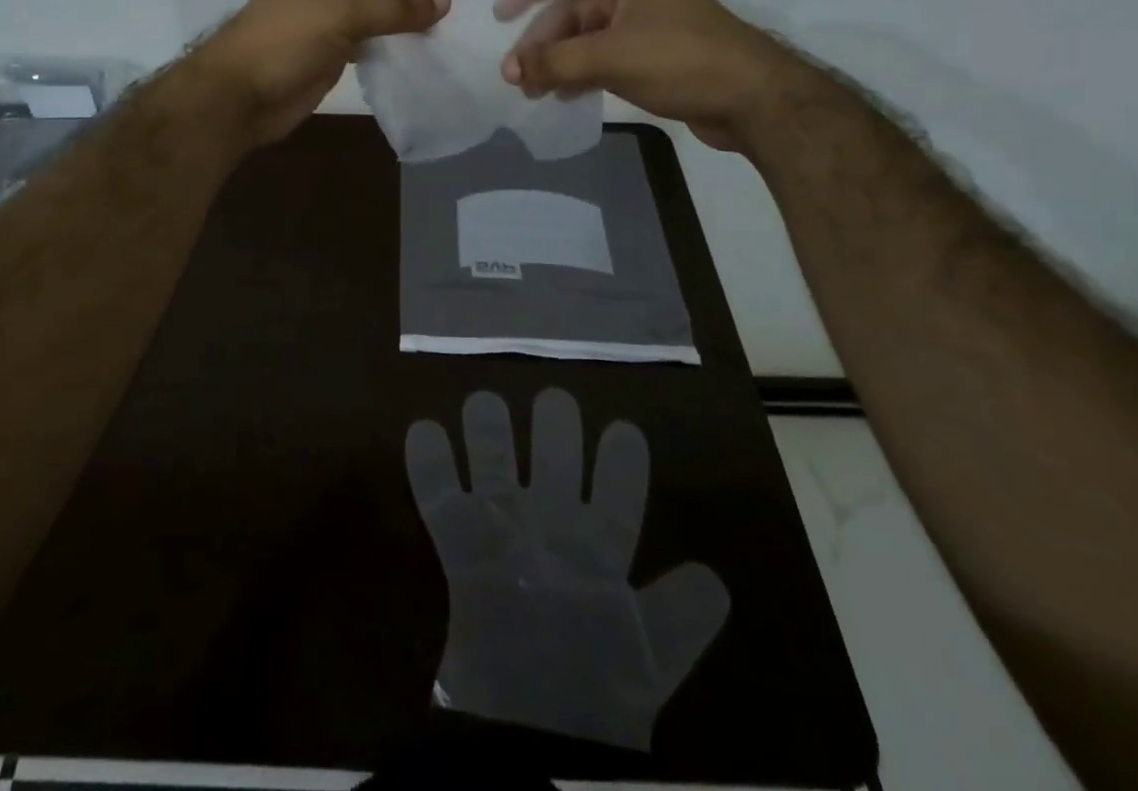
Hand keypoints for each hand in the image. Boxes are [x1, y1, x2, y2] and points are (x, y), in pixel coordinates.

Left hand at [192, 0, 450, 146]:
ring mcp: (331, 18)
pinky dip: (393, 41)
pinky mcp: (336, 50)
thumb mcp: (339, 13)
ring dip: (404, 18)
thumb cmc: (283, 43)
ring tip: (429, 35)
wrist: (240, 100)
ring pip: (380, 7)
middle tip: (434, 16)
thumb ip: (392, 5)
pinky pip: (374, 36)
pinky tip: (411, 53)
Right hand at [405, 389, 728, 750]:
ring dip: (488, 433)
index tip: (623, 431)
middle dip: (554, 429)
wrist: (526, 737)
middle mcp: (550, 528)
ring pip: (495, 463)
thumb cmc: (593, 692)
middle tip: (553, 400)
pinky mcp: (460, 546)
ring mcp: (502, 531)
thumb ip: (679, 618)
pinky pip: (439, 498)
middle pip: (552, 462)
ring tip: (485, 402)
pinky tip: (424, 430)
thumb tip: (713, 579)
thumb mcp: (648, 661)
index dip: (621, 465)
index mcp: (596, 551)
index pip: (616, 498)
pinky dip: (429, 465)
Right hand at [495, 0, 799, 151]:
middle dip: (541, 40)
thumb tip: (508, 70)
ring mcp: (645, 24)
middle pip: (571, 7)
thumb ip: (554, 62)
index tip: (503, 19)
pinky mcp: (654, 55)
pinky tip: (564, 96)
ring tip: (534, 92)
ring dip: (558, 60)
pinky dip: (581, 72)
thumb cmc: (680, 60)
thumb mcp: (610, 57)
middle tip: (517, 75)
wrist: (755, 100)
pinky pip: (604, 56)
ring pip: (586, 36)